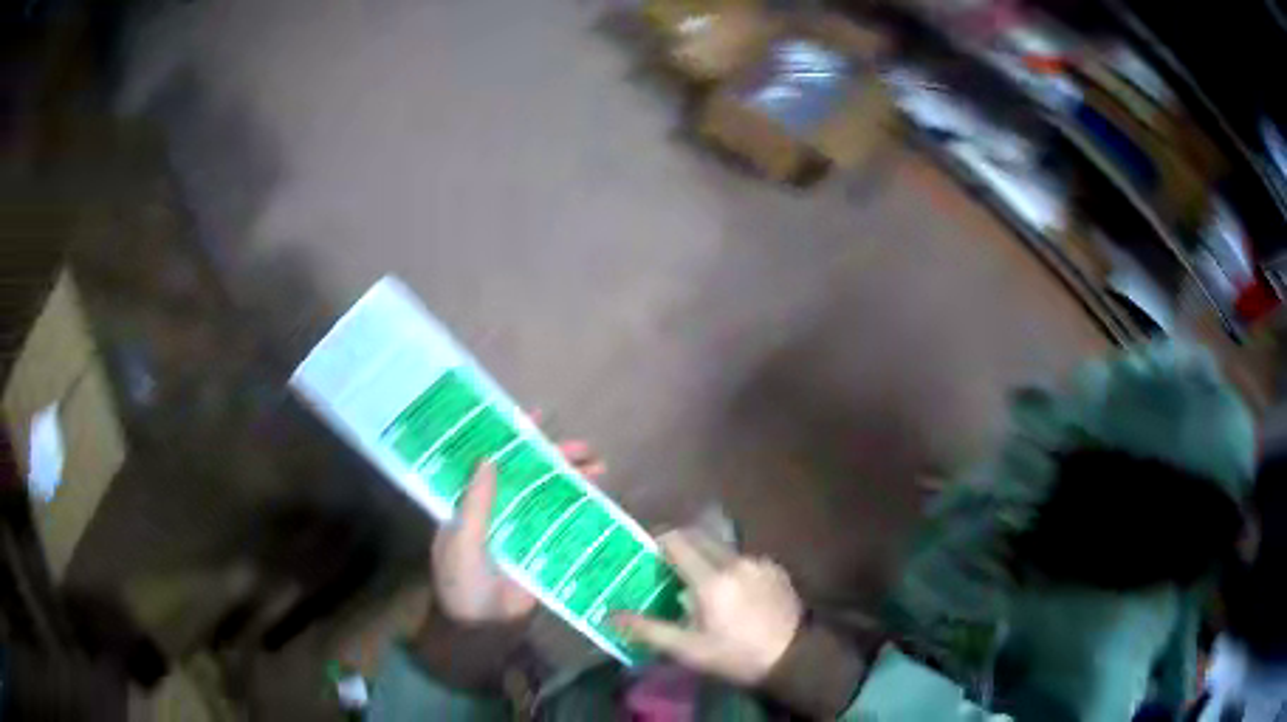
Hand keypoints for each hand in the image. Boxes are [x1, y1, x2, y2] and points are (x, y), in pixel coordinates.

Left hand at [431, 426, 605, 623]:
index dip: (511, 437)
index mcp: (472, 503)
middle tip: (583, 447)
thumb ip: (476, 504)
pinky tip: (601, 500)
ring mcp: (523, 529)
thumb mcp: (462, 541)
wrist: (482, 627)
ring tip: (600, 468)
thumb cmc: (463, 582)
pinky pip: (562, 524)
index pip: (491, 461)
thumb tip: (489, 457)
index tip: (534, 416)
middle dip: (555, 458)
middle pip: (529, 475)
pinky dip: (581, 510)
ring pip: (550, 495)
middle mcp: (499, 509)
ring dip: (573, 480)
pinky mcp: (543, 549)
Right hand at [614, 530, 802, 685]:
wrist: (792, 658)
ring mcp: (758, 562)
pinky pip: (743, 559)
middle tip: (665, 567)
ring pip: (722, 548)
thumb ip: (647, 629)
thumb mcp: (687, 649)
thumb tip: (609, 616)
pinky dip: (729, 567)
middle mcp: (735, 561)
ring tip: (698, 585)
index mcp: (710, 579)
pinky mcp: (775, 568)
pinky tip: (731, 593)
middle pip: (699, 537)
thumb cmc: (734, 655)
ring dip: (705, 558)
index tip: (645, 553)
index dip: (657, 541)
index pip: (676, 540)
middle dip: (679, 546)